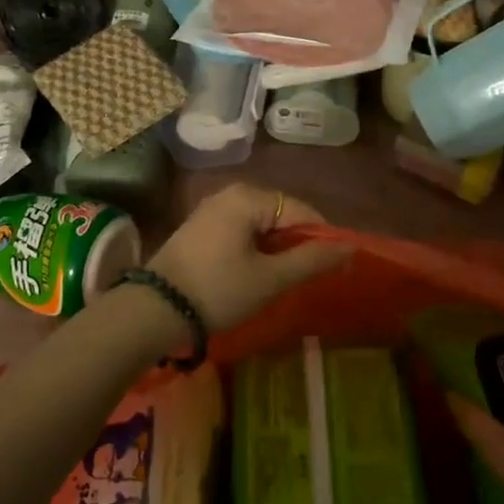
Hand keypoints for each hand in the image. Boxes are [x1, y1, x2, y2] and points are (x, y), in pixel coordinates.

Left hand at [148, 184, 349, 332]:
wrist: (152, 310)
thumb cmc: (218, 290)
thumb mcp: (270, 279)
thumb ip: (312, 260)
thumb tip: (351, 247)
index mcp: (248, 197)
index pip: (301, 210)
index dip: (321, 238)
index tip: (331, 269)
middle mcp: (230, 193)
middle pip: (280, 214)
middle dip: (297, 244)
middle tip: (304, 278)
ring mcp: (211, 209)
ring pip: (260, 224)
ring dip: (275, 249)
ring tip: (281, 279)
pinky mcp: (199, 228)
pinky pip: (240, 231)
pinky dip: (254, 249)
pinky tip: (253, 274)